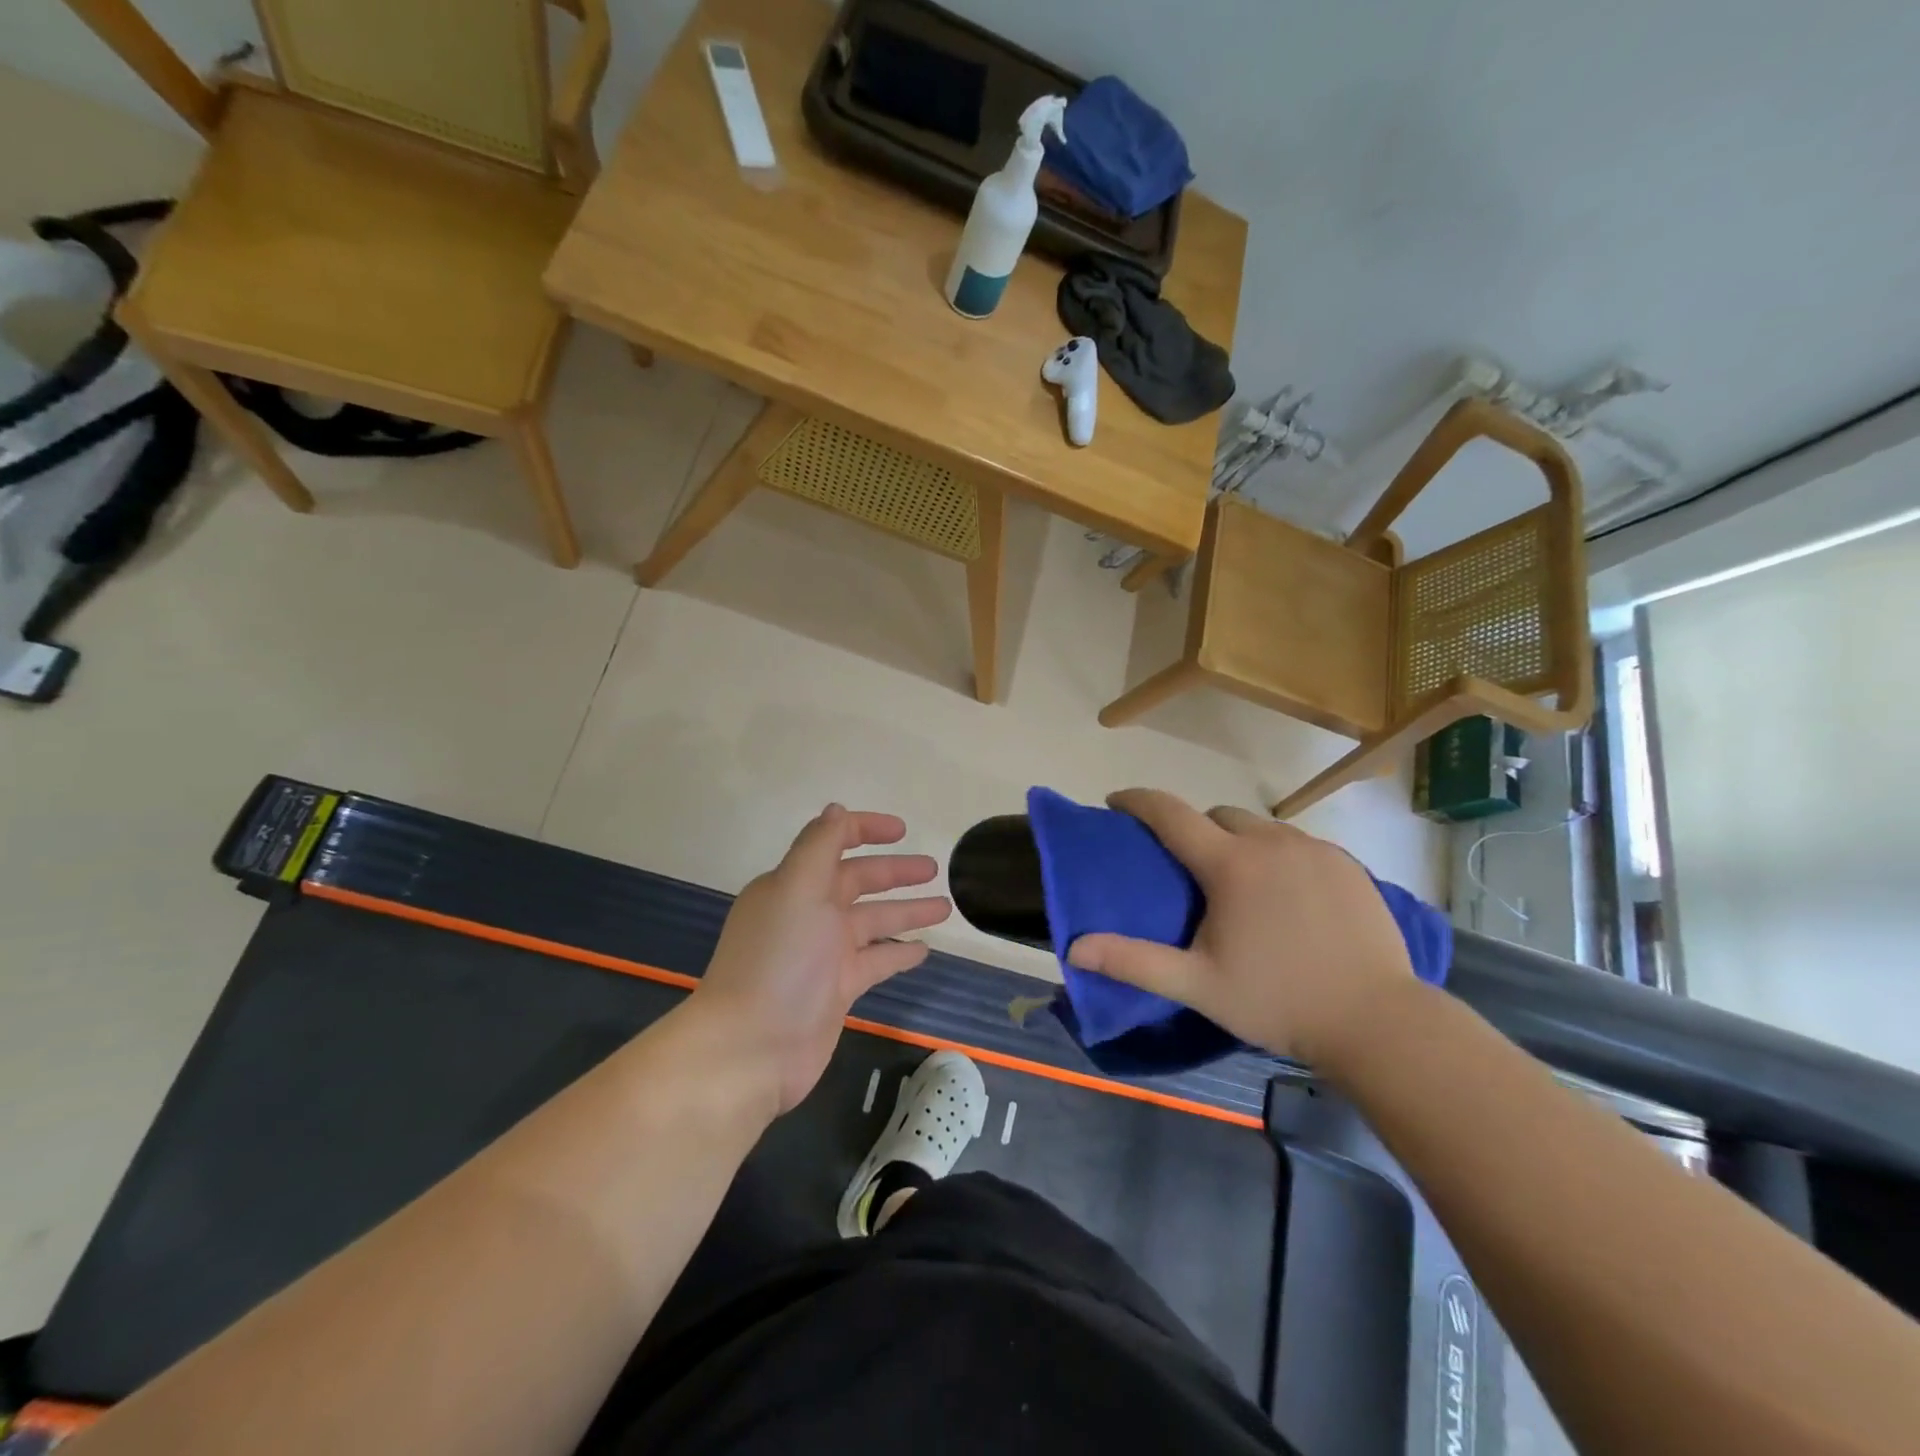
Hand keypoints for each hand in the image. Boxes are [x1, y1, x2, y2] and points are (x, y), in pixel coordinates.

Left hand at [691, 805, 951, 1114]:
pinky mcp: (838, 989)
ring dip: (907, 911)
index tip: (902, 830)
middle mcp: (808, 913)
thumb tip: (837, 808)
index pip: (832, 843)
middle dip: (895, 872)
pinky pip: (876, 961)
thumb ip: (819, 845)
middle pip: (859, 882)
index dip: (865, 830)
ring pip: (874, 921)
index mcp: (794, 884)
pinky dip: (899, 952)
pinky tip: (924, 949)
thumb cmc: (778, 960)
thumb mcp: (796, 889)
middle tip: (935, 868)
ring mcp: (824, 953)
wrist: (752, 1048)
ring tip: (946, 906)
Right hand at [1065, 789, 1413, 1064]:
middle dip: (1195, 828)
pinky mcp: (1349, 865)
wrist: (1379, 1023)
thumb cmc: (1278, 1001)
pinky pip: (1299, 844)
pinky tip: (1286, 894)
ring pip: (1262, 827)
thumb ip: (1135, 962)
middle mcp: (1272, 842)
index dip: (1138, 801)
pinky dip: (1279, 855)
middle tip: (1188, 867)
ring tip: (1239, 882)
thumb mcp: (1198, 985)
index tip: (1117, 801)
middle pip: (1218, 815)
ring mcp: (1315, 850)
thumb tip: (1074, 948)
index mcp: (1231, 864)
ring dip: (1239, 841)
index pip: (1171, 813)